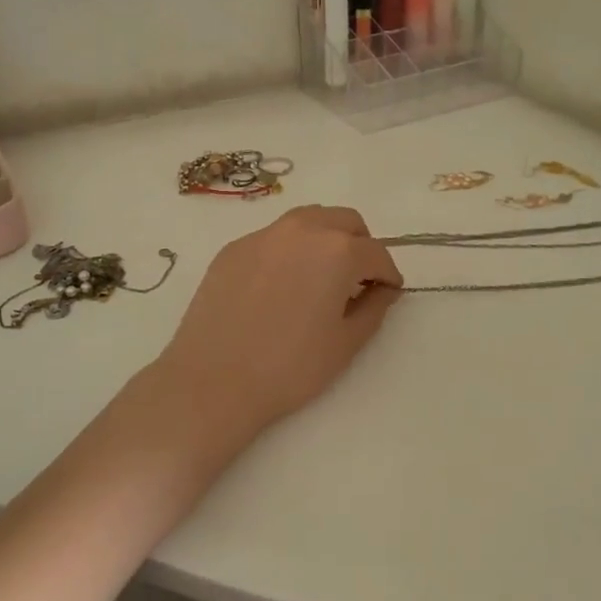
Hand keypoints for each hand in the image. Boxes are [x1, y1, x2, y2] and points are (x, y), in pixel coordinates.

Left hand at [150, 206, 403, 464]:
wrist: (212, 380)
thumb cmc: (289, 367)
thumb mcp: (346, 344)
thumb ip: (374, 308)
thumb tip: (383, 289)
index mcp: (337, 250)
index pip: (377, 253)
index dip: (388, 275)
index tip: (387, 293)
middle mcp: (302, 229)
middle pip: (345, 221)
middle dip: (360, 245)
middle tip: (357, 281)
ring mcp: (262, 235)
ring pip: (307, 220)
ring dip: (325, 239)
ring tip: (320, 277)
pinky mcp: (233, 248)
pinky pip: (273, 238)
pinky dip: (289, 251)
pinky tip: (279, 288)